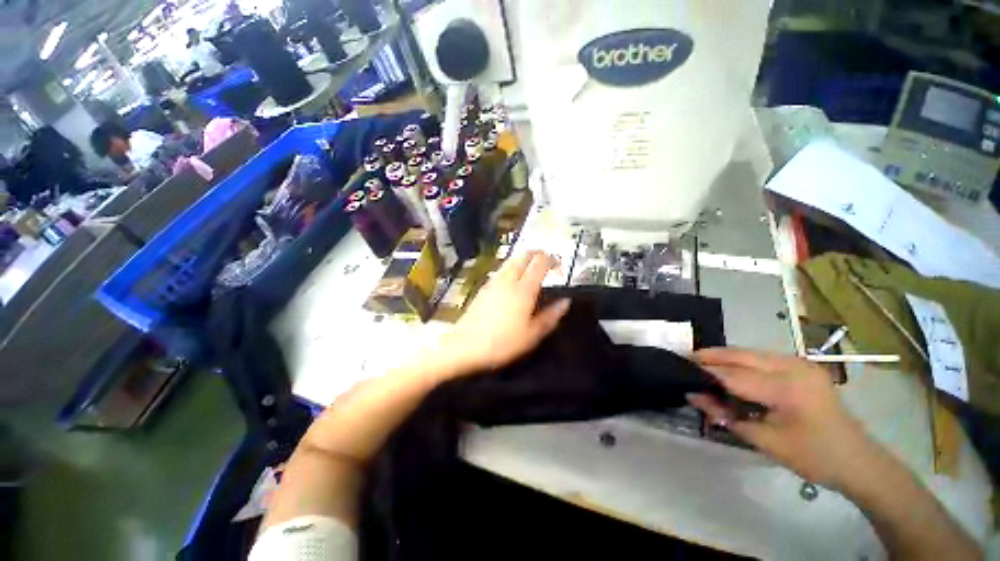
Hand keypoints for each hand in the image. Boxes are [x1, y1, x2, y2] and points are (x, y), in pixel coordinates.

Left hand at [444, 251, 570, 374]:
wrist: (465, 346)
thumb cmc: (503, 343)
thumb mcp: (532, 335)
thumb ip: (550, 316)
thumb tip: (565, 302)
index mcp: (523, 289)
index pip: (540, 262)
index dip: (552, 260)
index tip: (559, 267)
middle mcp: (508, 280)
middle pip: (524, 255)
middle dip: (538, 254)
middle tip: (547, 263)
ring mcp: (493, 282)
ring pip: (511, 261)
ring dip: (524, 260)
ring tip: (531, 271)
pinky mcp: (483, 288)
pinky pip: (501, 270)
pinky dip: (511, 268)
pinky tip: (512, 282)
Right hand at [688, 348, 873, 487]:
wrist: (858, 460)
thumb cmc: (813, 457)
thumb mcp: (766, 441)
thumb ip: (726, 416)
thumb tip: (693, 396)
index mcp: (788, 388)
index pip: (734, 376)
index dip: (705, 373)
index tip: (680, 371)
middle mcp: (793, 367)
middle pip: (741, 355)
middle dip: (711, 356)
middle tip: (685, 359)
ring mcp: (800, 364)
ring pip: (750, 352)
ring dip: (724, 356)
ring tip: (701, 362)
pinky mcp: (802, 366)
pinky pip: (762, 357)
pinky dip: (741, 360)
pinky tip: (730, 368)